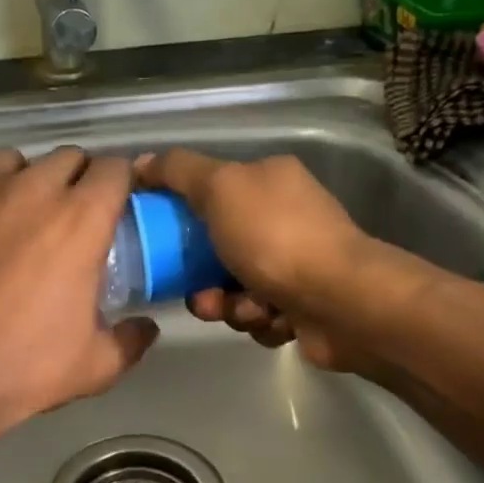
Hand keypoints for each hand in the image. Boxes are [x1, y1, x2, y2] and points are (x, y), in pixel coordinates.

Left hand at [0, 147, 158, 436]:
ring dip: (19, 181)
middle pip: (65, 157)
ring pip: (9, 161)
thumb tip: (146, 327)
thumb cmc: (22, 371)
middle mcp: (30, 190)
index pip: (114, 168)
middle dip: (73, 179)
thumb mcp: (96, 366)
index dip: (118, 183)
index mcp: (79, 220)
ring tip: (9, 215)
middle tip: (64, 216)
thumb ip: (131, 339)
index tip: (113, 204)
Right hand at [137, 149, 378, 372]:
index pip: (209, 190)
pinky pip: (257, 313)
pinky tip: (274, 320)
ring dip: (228, 304)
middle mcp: (285, 216)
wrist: (342, 303)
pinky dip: (258, 319)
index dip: (179, 215)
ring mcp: (297, 262)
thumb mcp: (220, 188)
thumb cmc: (276, 239)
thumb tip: (141, 162)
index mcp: (269, 179)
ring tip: (246, 310)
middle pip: (216, 247)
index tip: (159, 240)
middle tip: (202, 295)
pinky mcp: (303, 303)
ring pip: (233, 286)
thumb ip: (178, 171)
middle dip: (203, 278)